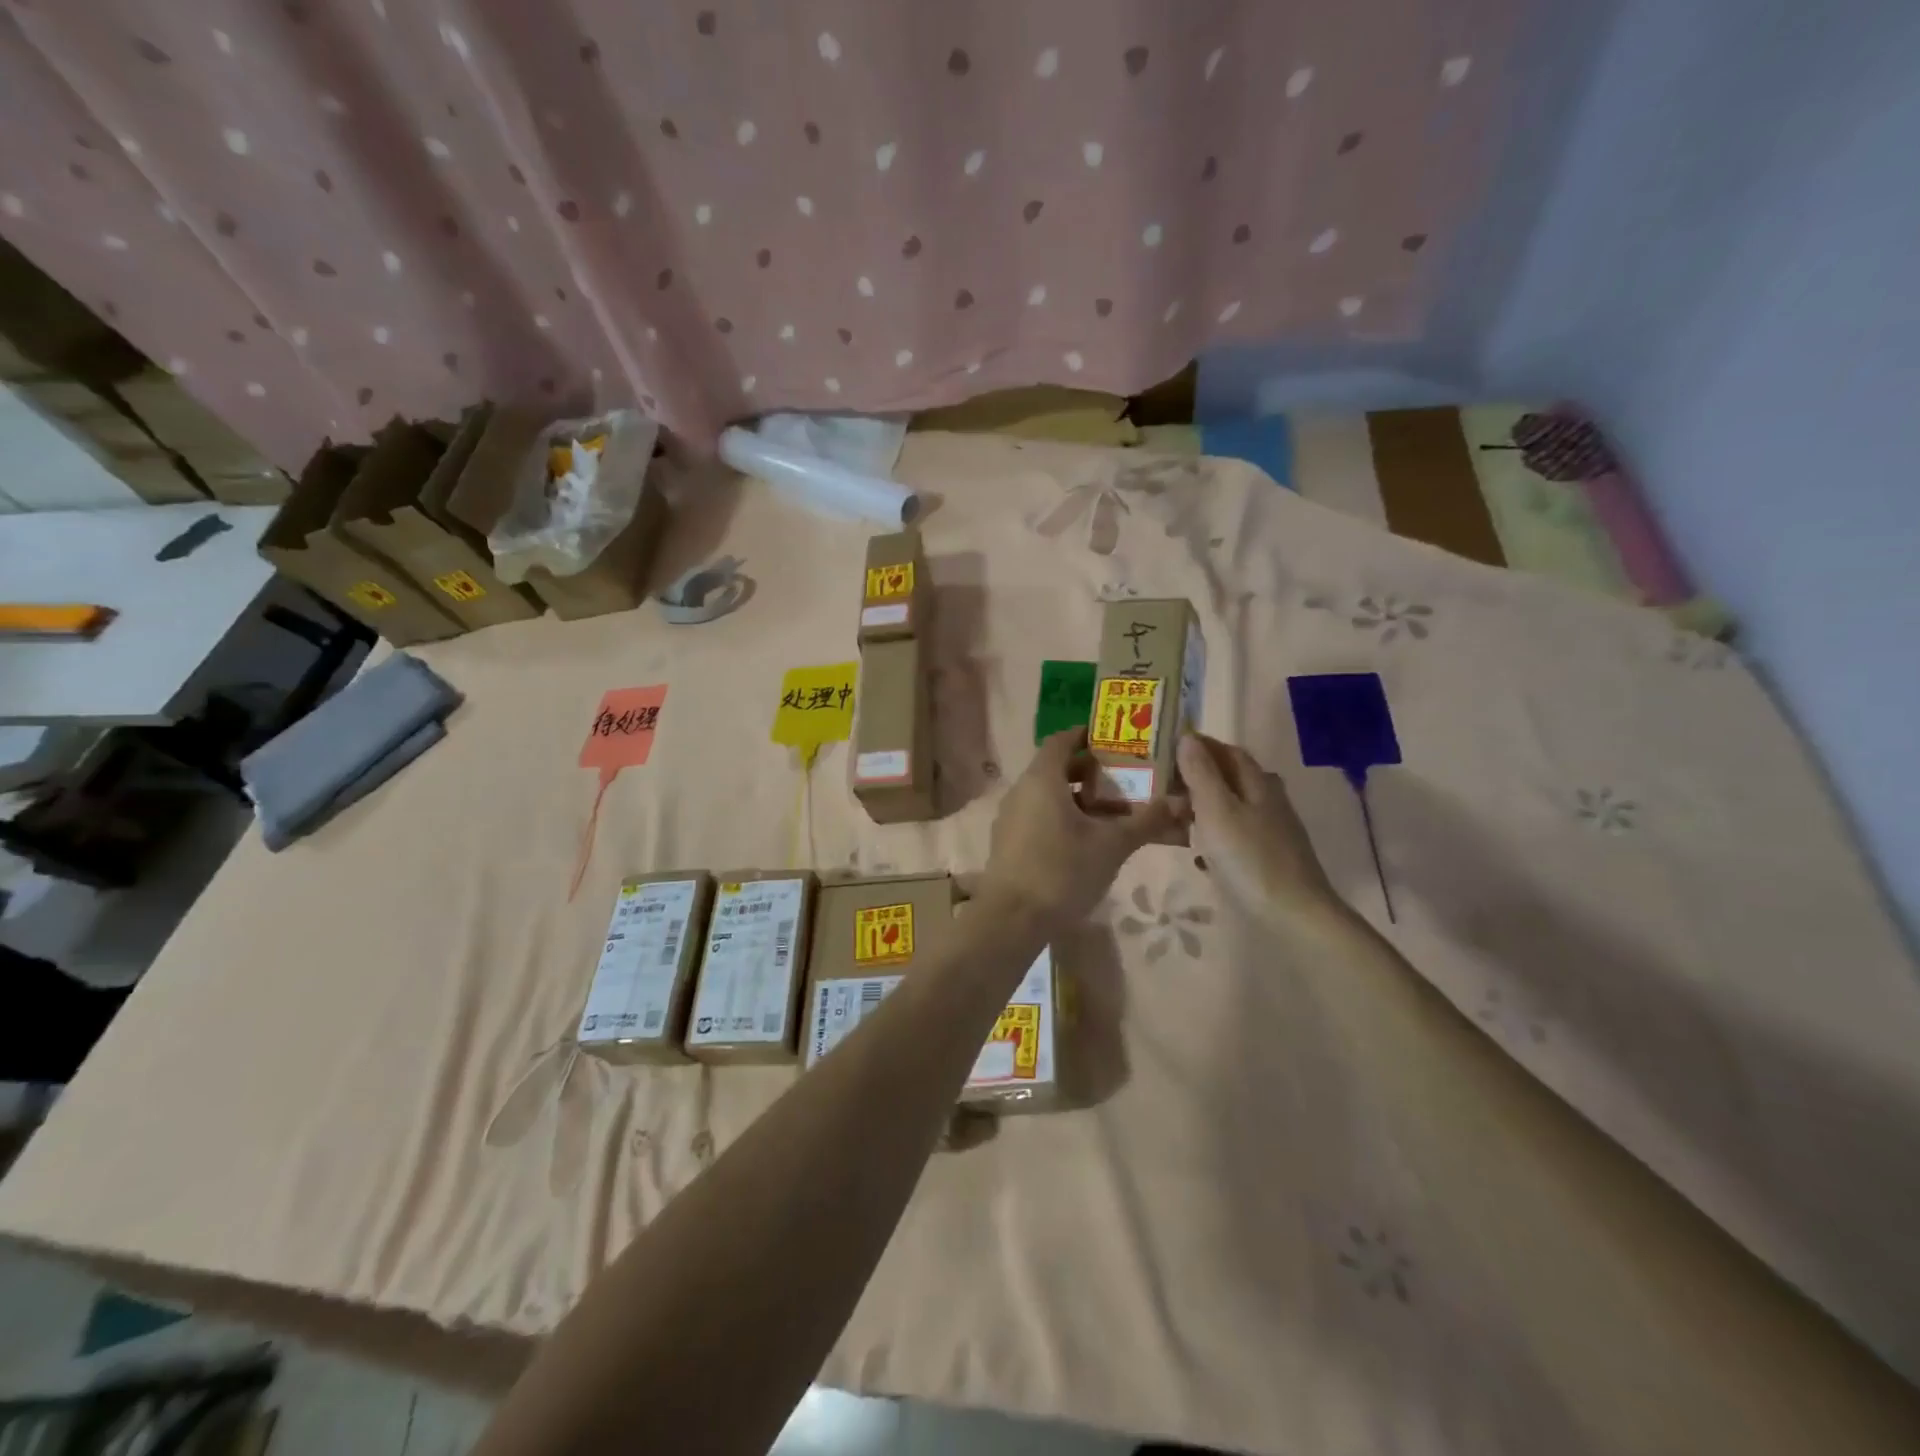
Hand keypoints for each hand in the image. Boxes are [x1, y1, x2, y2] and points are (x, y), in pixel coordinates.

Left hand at [976, 728, 1178, 930]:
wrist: (1011, 918)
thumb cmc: (1063, 870)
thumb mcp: (1112, 845)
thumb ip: (1145, 821)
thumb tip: (1179, 803)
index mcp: (1042, 779)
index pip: (1062, 740)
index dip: (1086, 736)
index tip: (1113, 741)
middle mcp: (1021, 790)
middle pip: (1056, 769)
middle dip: (1090, 772)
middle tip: (1123, 780)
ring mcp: (1010, 817)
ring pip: (1047, 796)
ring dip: (1078, 799)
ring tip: (1111, 814)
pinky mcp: (1008, 842)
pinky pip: (1038, 817)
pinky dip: (1062, 818)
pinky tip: (1085, 841)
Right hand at [1177, 734, 1343, 931]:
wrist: (1294, 915)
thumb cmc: (1250, 858)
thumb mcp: (1217, 810)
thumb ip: (1201, 774)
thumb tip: (1187, 737)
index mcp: (1258, 783)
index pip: (1229, 751)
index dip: (1201, 745)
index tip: (1169, 745)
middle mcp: (1269, 801)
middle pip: (1233, 777)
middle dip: (1201, 774)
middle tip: (1165, 781)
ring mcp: (1272, 831)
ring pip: (1234, 806)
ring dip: (1206, 804)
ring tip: (1175, 813)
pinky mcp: (1269, 858)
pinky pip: (1236, 833)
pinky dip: (1215, 832)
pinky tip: (1200, 849)